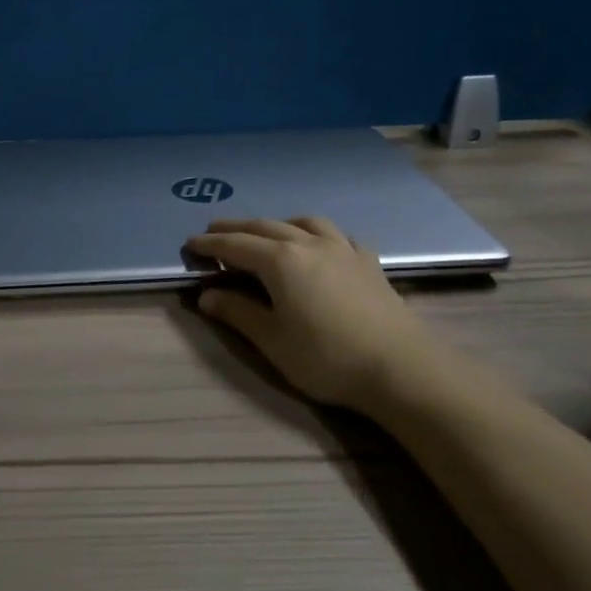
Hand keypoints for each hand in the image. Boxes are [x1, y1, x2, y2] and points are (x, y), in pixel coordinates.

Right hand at [185, 217, 444, 414]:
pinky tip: (318, 245)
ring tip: (265, 232)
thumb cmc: (326, 357)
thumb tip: (207, 295)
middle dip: (236, 228)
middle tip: (214, 231)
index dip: (210, 245)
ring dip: (277, 223)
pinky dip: (316, 233)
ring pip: (303, 222)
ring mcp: (342, 249)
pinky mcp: (367, 262)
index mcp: (280, 261)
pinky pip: (336, 235)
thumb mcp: (272, 341)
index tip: (189, 244)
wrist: (401, 368)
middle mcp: (309, 244)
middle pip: (265, 227)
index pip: (235, 246)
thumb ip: (238, 313)